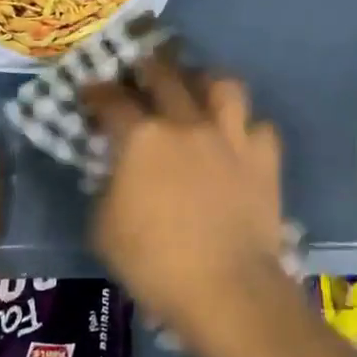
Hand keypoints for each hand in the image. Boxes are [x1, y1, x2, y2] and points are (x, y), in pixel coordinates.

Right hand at [82, 56, 283, 344]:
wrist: (226, 289)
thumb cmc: (155, 264)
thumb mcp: (104, 229)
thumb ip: (107, 187)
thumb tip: (117, 171)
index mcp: (142, 138)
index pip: (112, 101)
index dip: (98, 92)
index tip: (92, 90)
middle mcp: (186, 123)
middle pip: (165, 75)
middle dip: (148, 67)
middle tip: (142, 70)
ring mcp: (230, 136)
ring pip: (223, 85)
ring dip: (206, 82)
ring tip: (199, 89)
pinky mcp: (263, 157)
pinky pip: (259, 127)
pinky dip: (248, 129)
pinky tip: (239, 139)